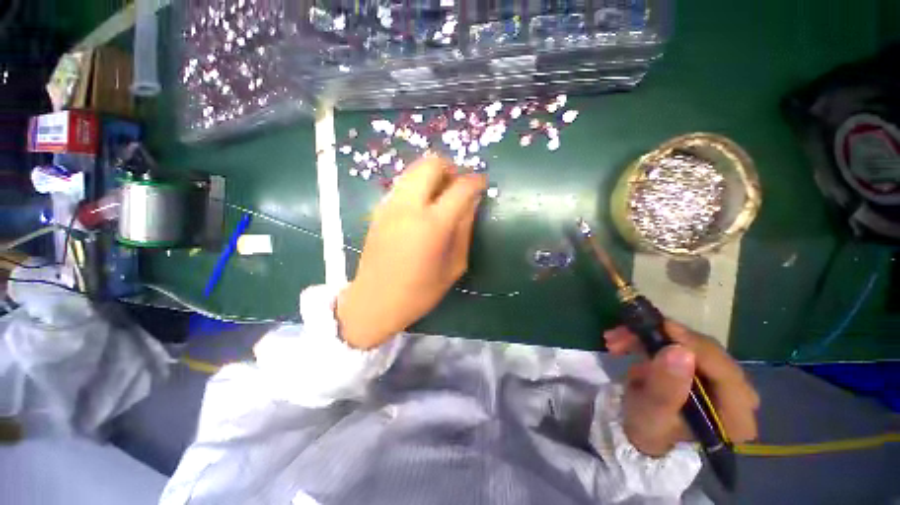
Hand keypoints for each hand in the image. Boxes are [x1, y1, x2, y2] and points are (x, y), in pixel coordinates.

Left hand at [337, 155, 486, 348]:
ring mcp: (390, 205)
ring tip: (442, 194)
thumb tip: (471, 203)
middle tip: (459, 186)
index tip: (482, 183)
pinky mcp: (379, 210)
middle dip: (450, 168)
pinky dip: (417, 185)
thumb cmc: (419, 292)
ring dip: (432, 174)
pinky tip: (423, 205)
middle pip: (431, 164)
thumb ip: (464, 230)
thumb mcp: (453, 266)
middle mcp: (409, 207)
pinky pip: (403, 184)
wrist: (374, 301)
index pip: (460, 188)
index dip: (476, 181)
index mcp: (432, 225)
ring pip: (413, 170)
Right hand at [604, 321, 759, 456]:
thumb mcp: (652, 414)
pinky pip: (679, 342)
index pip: (727, 374)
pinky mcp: (701, 365)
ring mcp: (720, 378)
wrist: (640, 428)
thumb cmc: (649, 429)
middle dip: (664, 339)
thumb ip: (666, 389)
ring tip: (615, 340)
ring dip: (649, 336)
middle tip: (626, 334)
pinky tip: (625, 342)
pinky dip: (649, 338)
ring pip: (690, 343)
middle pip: (708, 353)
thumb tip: (680, 351)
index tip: (664, 328)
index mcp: (736, 417)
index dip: (697, 347)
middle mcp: (738, 395)